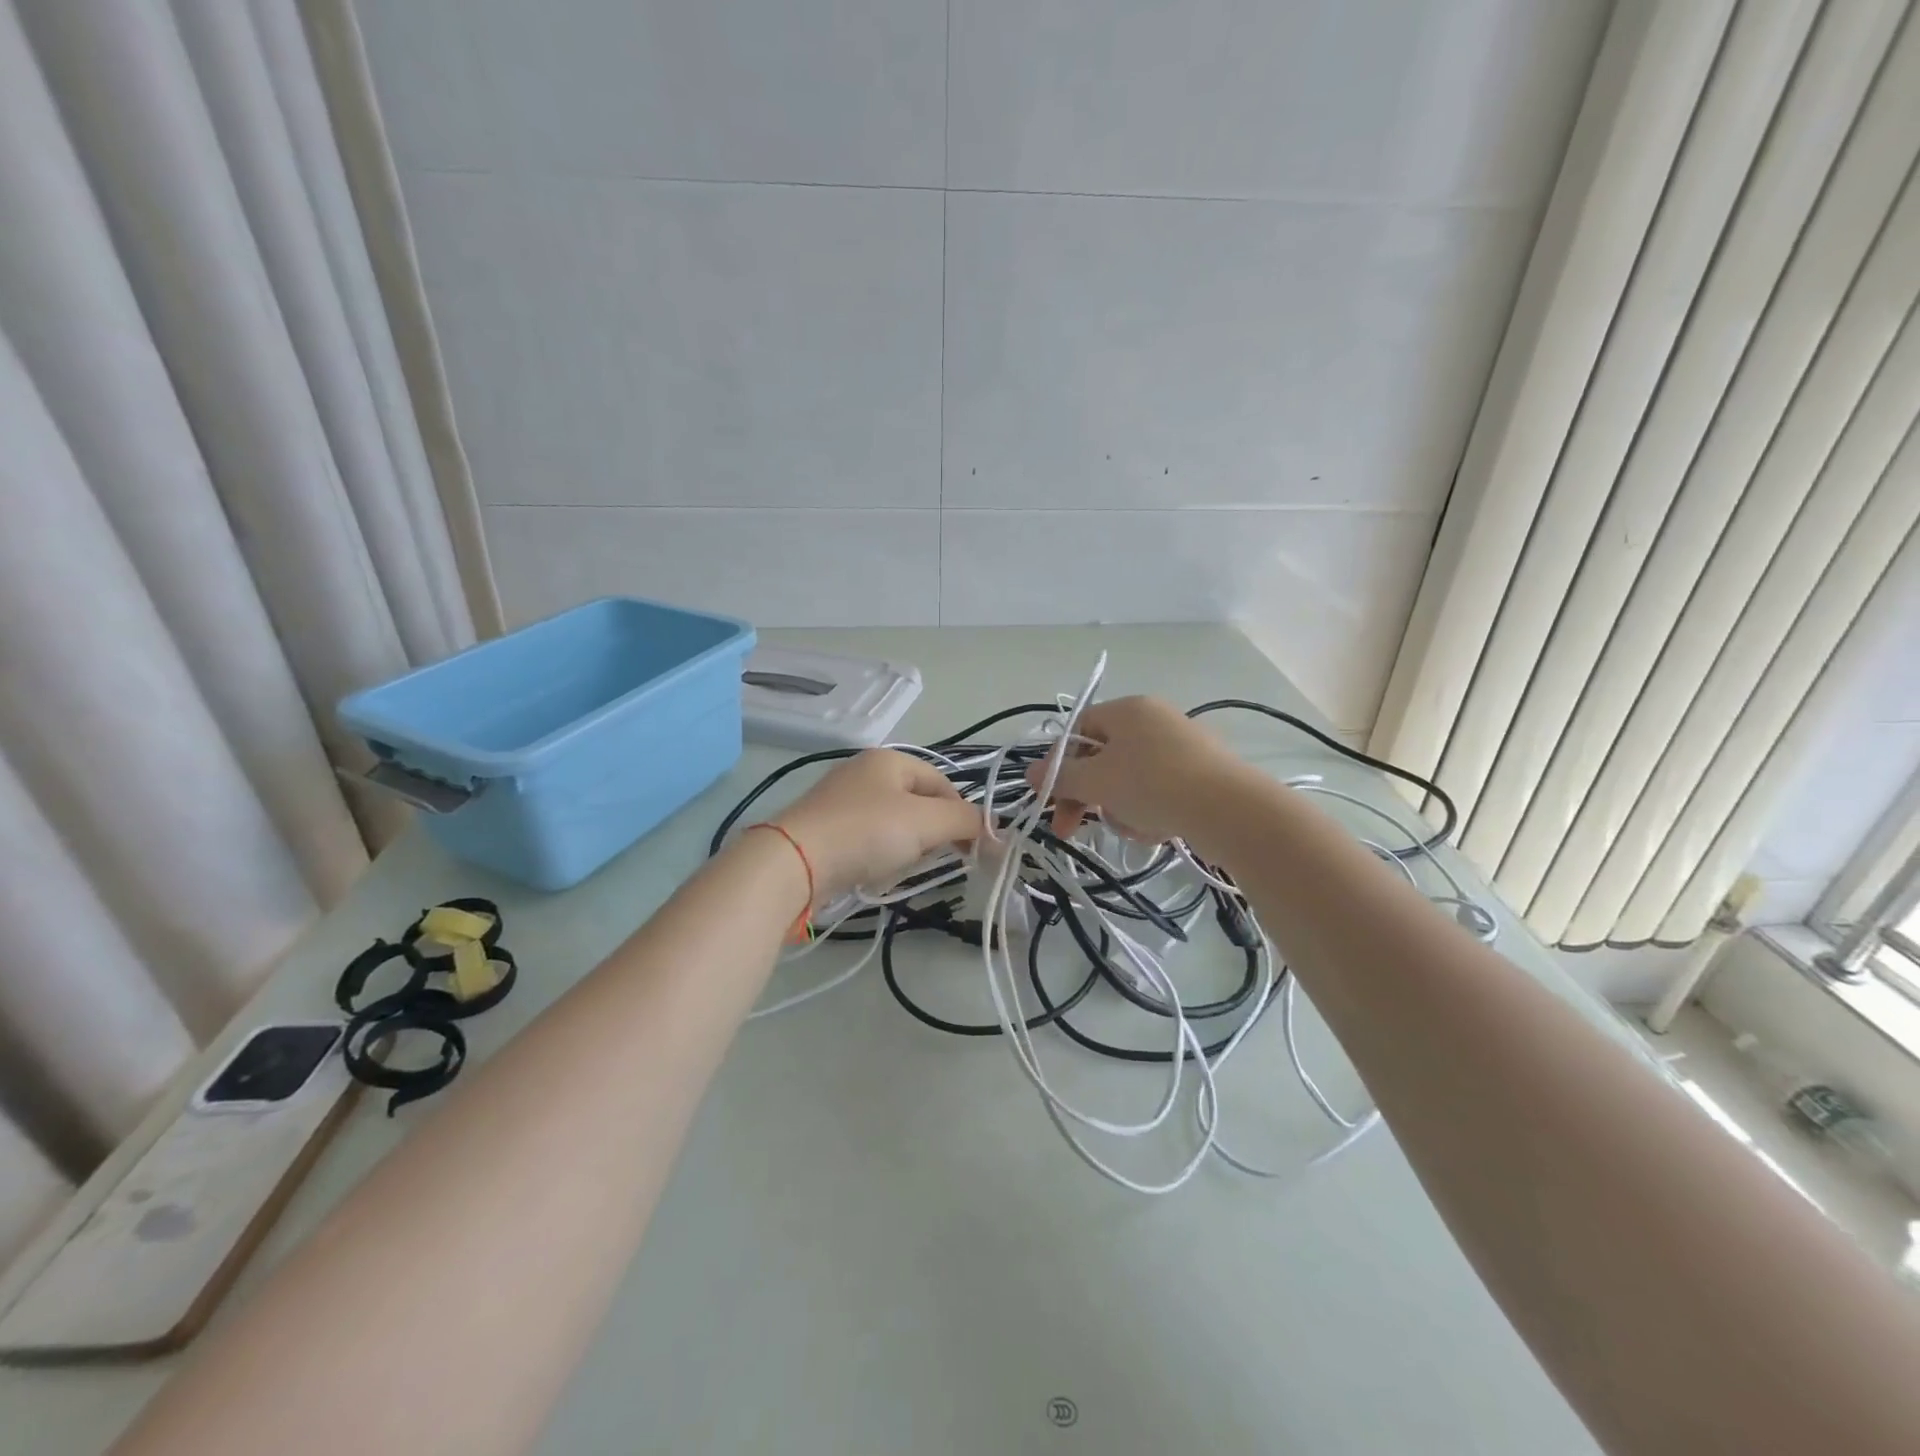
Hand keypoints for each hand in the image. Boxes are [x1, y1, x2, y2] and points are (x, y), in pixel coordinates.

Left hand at [773, 749, 981, 900]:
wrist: (795, 861)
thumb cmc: (868, 831)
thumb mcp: (927, 822)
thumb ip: (966, 822)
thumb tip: (997, 833)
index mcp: (890, 759)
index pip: (943, 783)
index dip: (962, 815)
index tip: (971, 850)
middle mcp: (864, 772)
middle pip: (919, 805)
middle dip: (930, 834)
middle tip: (926, 856)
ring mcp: (841, 800)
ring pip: (894, 826)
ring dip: (904, 849)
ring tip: (894, 867)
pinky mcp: (825, 829)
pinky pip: (868, 841)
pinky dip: (877, 857)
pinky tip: (871, 873)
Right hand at [1027, 696, 1243, 842]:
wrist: (1229, 809)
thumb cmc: (1152, 784)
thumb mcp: (1096, 782)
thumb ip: (1059, 777)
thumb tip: (1030, 773)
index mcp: (1127, 709)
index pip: (1077, 731)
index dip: (1058, 766)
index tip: (1050, 801)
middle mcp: (1154, 718)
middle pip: (1102, 758)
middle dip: (1088, 795)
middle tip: (1072, 829)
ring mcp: (1182, 744)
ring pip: (1129, 780)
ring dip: (1120, 808)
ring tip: (1134, 828)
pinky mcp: (1202, 772)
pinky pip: (1158, 790)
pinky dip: (1150, 811)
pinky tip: (1158, 830)